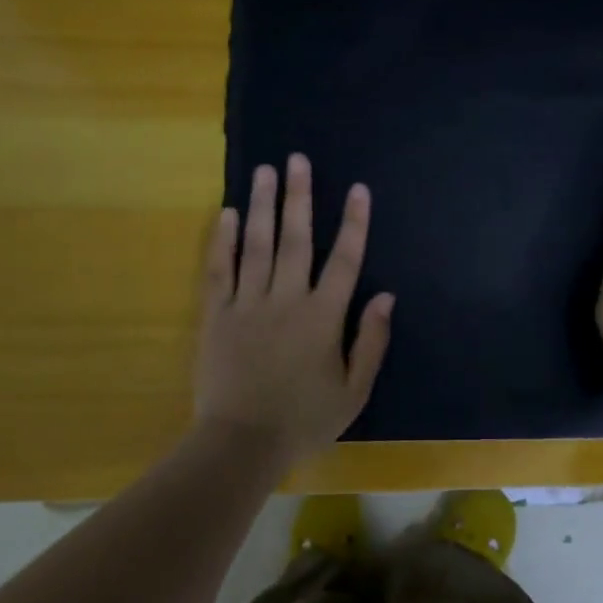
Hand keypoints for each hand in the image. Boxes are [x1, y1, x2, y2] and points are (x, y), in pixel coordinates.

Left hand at [194, 153, 395, 464]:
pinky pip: (220, 270)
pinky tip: (229, 213)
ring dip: (263, 205)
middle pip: (295, 239)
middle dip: (299, 197)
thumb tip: (386, 297)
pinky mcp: (216, 316)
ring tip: (265, 170)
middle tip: (298, 159)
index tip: (358, 189)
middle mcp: (286, 300)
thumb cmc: (304, 420)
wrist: (241, 443)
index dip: (354, 223)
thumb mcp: (353, 391)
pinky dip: (224, 240)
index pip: (344, 260)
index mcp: (323, 318)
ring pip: (257, 245)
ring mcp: (247, 305)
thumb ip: (371, 342)